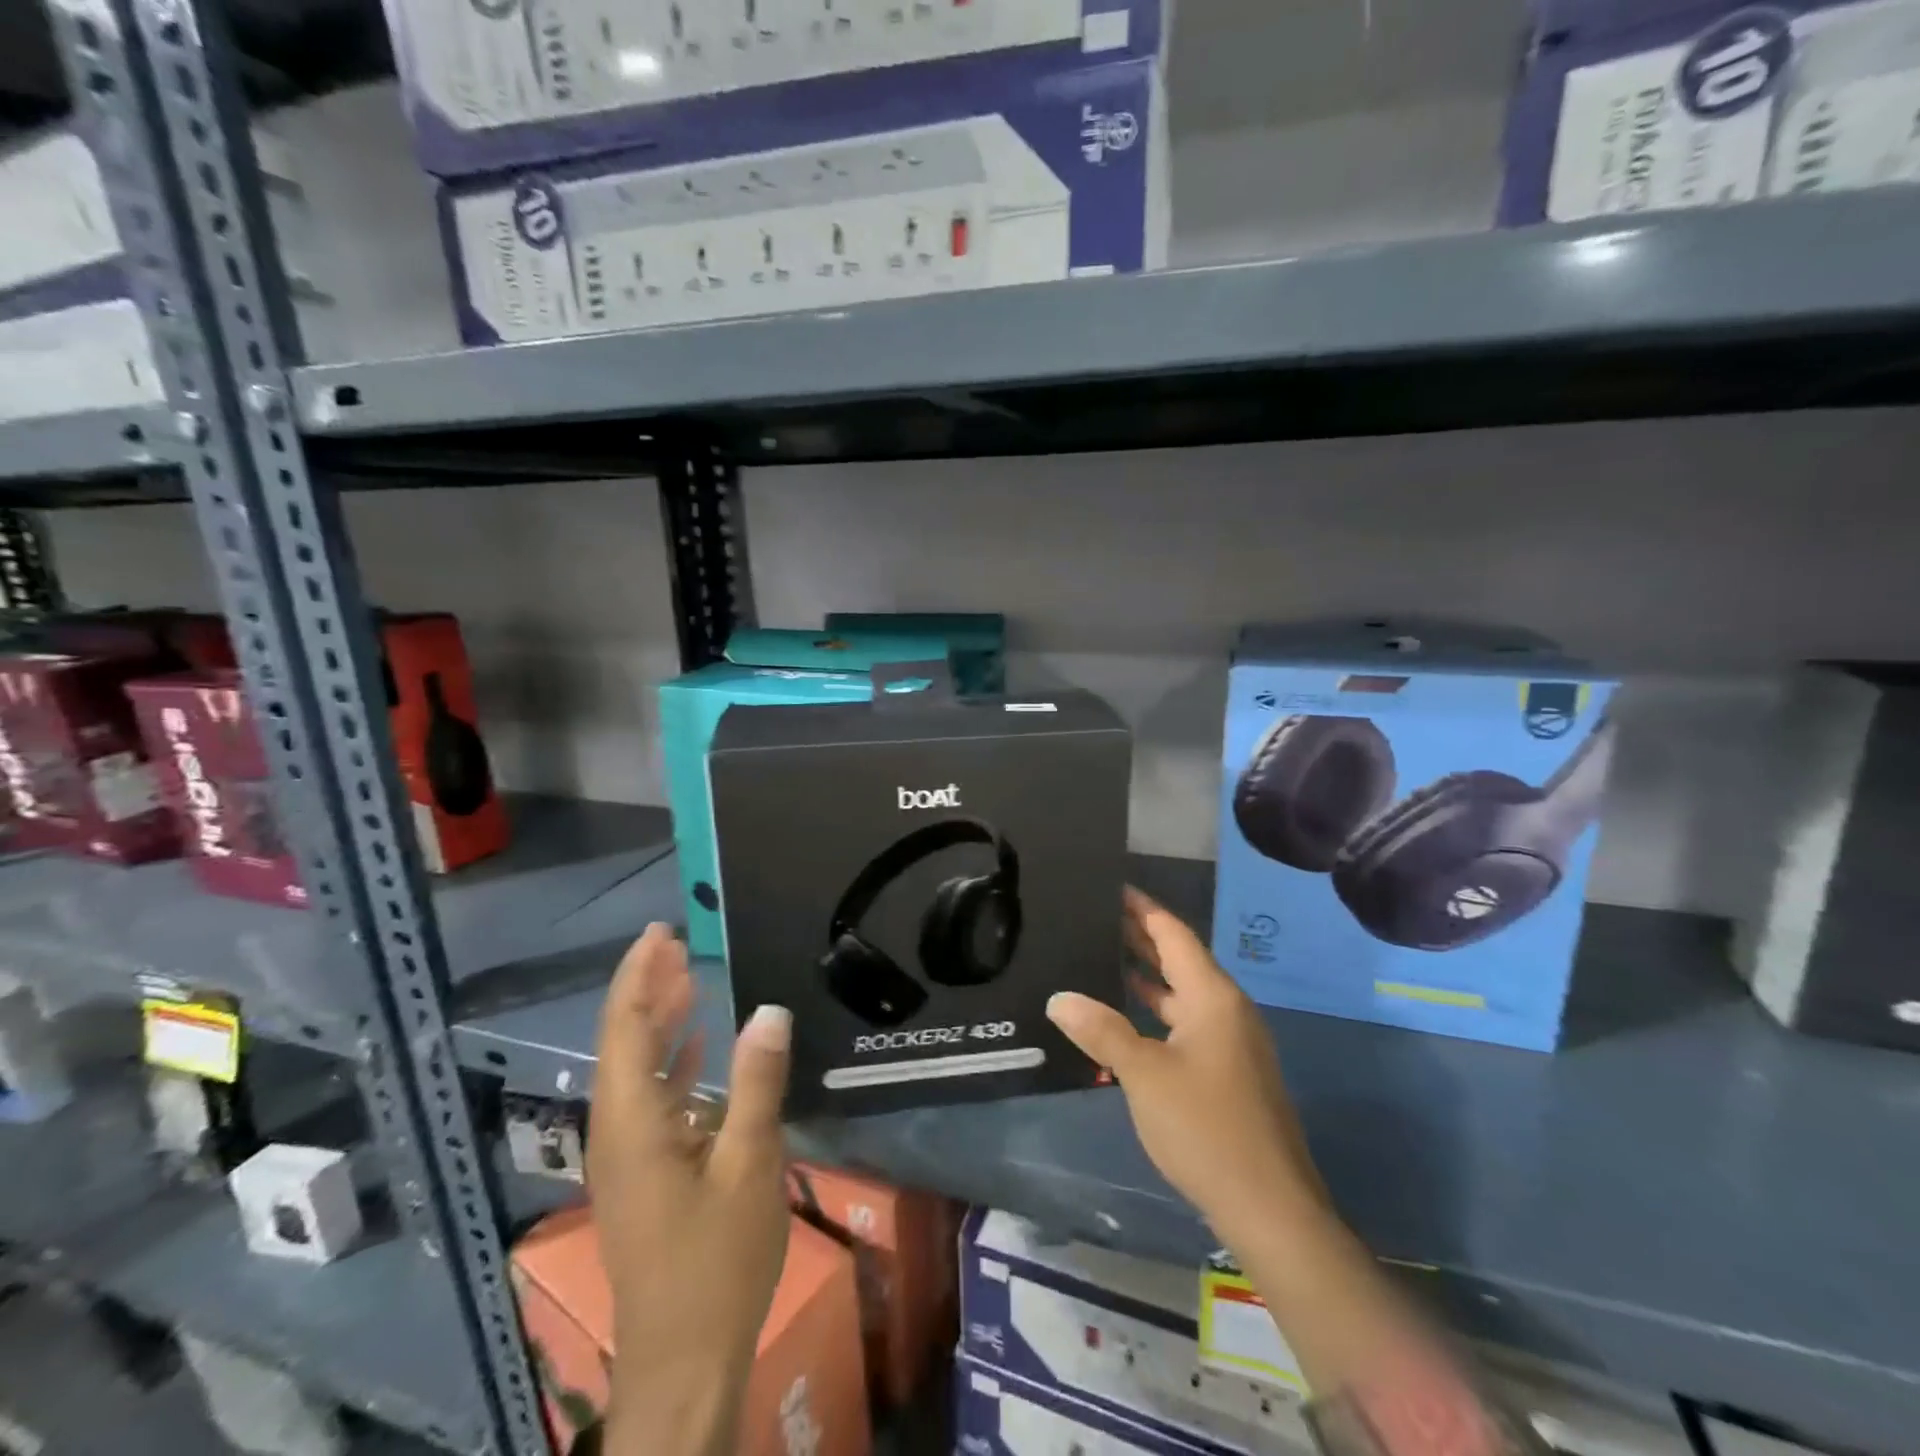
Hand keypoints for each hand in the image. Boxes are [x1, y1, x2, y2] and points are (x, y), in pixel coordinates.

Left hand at [588, 924, 792, 1455]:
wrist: (684, 1364)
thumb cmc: (717, 1262)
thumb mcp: (749, 1164)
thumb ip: (757, 1082)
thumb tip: (769, 1009)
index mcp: (632, 1122)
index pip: (625, 1028)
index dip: (639, 975)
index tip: (660, 932)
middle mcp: (617, 1131)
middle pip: (623, 1042)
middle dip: (646, 988)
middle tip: (676, 942)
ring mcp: (627, 1156)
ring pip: (635, 1069)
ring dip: (659, 1021)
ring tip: (688, 978)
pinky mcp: (643, 1175)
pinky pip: (650, 1099)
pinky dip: (671, 1062)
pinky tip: (699, 1047)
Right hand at [1046, 888, 1328, 1248]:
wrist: (1270, 1208)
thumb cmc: (1206, 1128)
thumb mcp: (1144, 1074)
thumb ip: (1101, 1030)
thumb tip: (1059, 998)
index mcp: (1213, 997)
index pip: (1173, 934)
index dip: (1142, 908)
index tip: (1111, 886)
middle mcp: (1226, 1010)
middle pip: (1179, 959)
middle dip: (1140, 937)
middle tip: (1094, 916)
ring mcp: (1231, 1043)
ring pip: (1182, 994)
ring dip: (1146, 976)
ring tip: (1102, 956)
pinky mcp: (1228, 1072)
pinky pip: (1186, 1023)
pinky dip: (1156, 1011)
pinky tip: (1126, 1018)